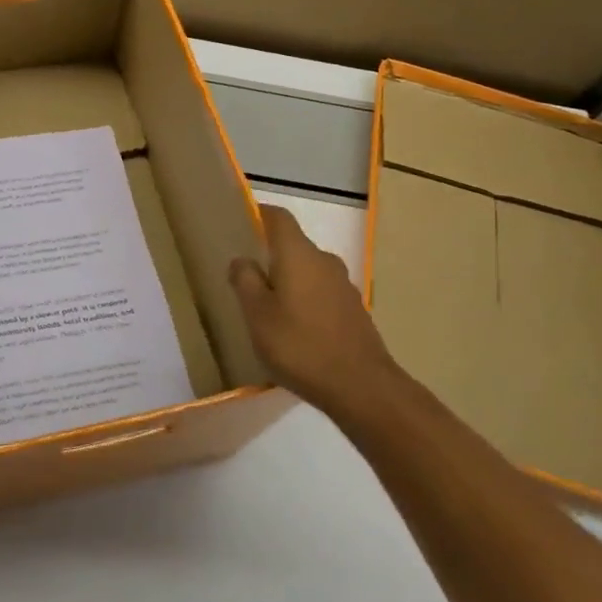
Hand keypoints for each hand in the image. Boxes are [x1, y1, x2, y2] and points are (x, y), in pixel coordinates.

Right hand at [229, 204, 411, 419]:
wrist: (361, 386)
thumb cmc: (299, 345)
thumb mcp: (257, 315)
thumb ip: (245, 281)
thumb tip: (242, 260)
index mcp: (299, 255)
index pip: (278, 218)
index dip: (259, 214)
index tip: (240, 222)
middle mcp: (324, 262)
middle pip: (293, 246)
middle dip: (270, 256)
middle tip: (245, 278)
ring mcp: (343, 286)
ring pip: (308, 272)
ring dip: (288, 282)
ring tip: (267, 308)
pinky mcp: (353, 311)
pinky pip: (321, 294)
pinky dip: (304, 302)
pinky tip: (293, 330)